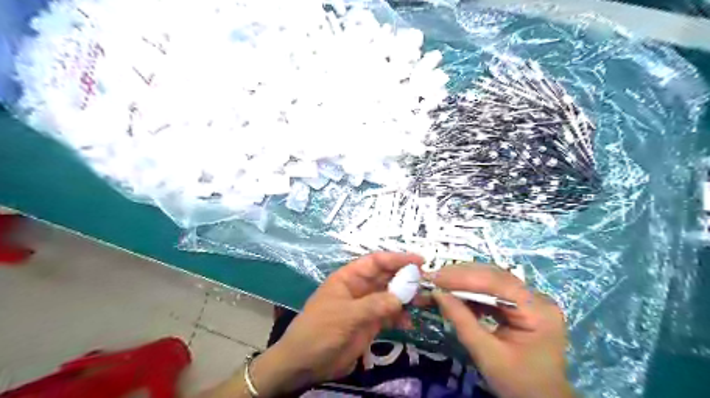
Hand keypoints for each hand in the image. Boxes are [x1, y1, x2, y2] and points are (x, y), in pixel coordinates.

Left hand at [252, 254, 422, 395]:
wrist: (305, 363)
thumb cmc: (319, 330)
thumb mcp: (345, 315)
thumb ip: (374, 305)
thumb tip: (400, 298)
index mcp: (349, 278)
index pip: (375, 262)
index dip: (396, 258)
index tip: (418, 261)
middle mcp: (359, 288)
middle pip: (385, 277)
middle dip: (405, 278)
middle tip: (426, 282)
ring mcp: (365, 306)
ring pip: (390, 296)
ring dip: (406, 298)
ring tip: (424, 302)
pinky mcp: (369, 324)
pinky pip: (389, 315)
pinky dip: (400, 317)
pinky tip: (409, 323)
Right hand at [430, 264, 572, 397]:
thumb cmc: (518, 384)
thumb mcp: (487, 355)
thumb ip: (462, 321)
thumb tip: (437, 293)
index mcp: (537, 311)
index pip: (497, 282)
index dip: (463, 277)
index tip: (435, 277)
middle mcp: (537, 298)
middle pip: (494, 276)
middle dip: (460, 276)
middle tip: (433, 277)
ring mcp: (530, 300)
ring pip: (492, 280)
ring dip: (463, 282)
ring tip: (440, 284)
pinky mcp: (521, 305)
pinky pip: (493, 291)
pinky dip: (472, 292)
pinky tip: (456, 295)